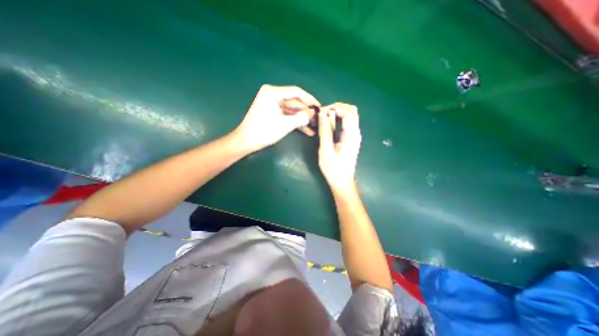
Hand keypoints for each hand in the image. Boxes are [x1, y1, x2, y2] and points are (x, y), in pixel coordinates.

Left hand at [232, 84, 320, 152]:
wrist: (247, 141)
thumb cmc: (264, 131)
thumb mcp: (285, 124)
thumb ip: (301, 117)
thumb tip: (313, 113)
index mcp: (273, 92)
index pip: (297, 92)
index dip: (310, 99)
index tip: (320, 107)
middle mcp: (273, 95)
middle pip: (295, 101)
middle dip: (307, 111)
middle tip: (318, 119)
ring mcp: (273, 104)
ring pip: (292, 110)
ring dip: (303, 118)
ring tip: (315, 126)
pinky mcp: (273, 113)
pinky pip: (287, 115)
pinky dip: (296, 122)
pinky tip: (307, 130)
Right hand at [316, 101, 362, 191]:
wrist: (342, 182)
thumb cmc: (333, 169)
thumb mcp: (326, 151)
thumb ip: (325, 132)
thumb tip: (322, 114)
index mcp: (351, 136)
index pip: (348, 112)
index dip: (335, 108)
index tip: (322, 112)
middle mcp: (356, 133)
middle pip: (352, 111)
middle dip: (338, 107)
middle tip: (323, 112)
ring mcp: (355, 136)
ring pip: (351, 115)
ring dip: (338, 112)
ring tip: (325, 117)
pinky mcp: (351, 139)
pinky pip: (348, 123)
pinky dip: (339, 118)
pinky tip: (330, 124)